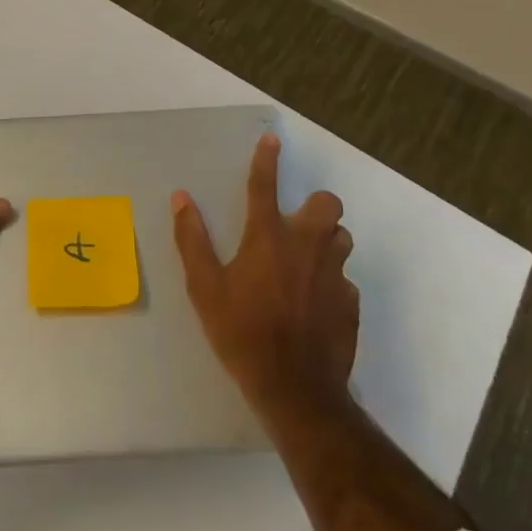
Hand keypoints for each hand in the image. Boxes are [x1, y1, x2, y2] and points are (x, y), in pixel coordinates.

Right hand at [171, 132, 359, 424]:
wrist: (296, 391)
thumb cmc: (242, 334)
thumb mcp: (205, 288)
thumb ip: (192, 240)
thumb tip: (181, 199)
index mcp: (268, 236)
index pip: (265, 184)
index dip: (267, 158)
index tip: (272, 139)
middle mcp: (305, 245)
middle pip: (327, 204)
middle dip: (316, 207)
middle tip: (297, 225)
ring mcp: (333, 274)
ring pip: (342, 238)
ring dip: (327, 242)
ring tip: (306, 262)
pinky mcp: (350, 304)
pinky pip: (345, 280)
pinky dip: (332, 283)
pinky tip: (316, 304)